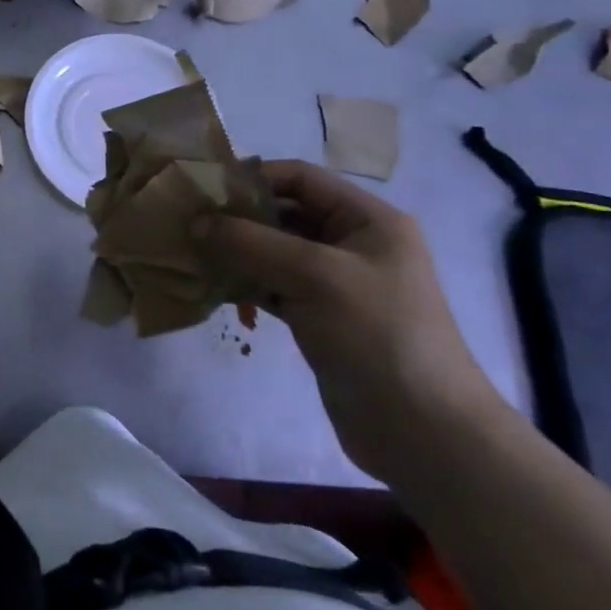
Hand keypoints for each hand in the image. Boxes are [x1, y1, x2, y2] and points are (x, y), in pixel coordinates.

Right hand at [195, 161, 503, 480]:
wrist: (424, 432)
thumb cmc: (377, 335)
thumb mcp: (314, 276)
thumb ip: (251, 242)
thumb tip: (195, 221)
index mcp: (367, 220)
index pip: (300, 178)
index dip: (252, 177)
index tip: (202, 188)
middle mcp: (352, 244)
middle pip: (283, 214)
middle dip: (236, 218)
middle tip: (186, 223)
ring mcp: (336, 284)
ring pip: (273, 253)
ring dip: (235, 253)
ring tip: (190, 255)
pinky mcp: (320, 318)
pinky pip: (273, 287)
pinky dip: (244, 285)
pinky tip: (211, 289)